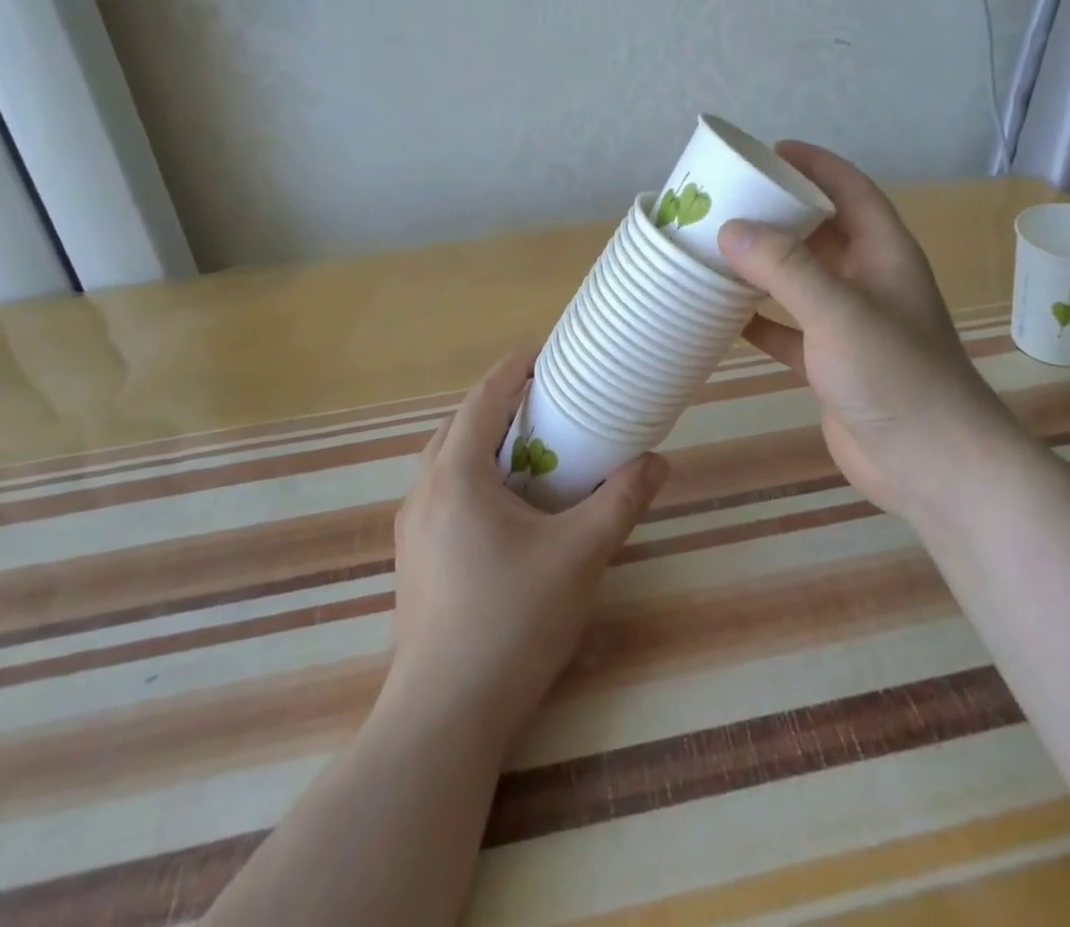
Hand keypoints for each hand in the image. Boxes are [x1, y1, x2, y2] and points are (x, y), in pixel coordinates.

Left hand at [386, 349, 668, 749]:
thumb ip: (621, 500)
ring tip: (534, 448)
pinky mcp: (415, 560)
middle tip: (550, 400)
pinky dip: (477, 477)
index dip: (516, 368)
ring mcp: (412, 528)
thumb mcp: (580, 554)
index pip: (483, 398)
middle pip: (462, 425)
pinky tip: (510, 506)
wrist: (444, 717)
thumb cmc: (512, 620)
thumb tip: (656, 462)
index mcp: (455, 474)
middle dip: (503, 403)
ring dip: (487, 442)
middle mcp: (424, 490)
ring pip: (449, 461)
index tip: (549, 352)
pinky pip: (445, 493)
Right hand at [718, 141, 1023, 525]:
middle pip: (820, 231)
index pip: (849, 189)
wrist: (933, 466)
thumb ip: (785, 268)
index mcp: (883, 253)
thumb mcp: (839, 311)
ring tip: (715, 249)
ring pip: (801, 280)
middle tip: (726, 200)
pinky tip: (725, 317)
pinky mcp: (831, 365)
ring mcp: (850, 324)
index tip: (769, 150)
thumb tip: (730, 229)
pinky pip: (789, 330)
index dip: (814, 164)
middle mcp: (868, 280)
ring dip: (764, 266)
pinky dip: (761, 321)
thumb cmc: (895, 375)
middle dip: (779, 214)